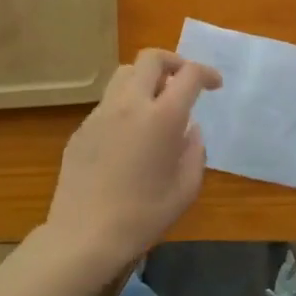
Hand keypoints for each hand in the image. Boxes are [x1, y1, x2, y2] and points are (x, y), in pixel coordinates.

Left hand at [43, 49, 221, 276]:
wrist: (84, 237)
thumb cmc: (143, 216)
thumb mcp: (186, 188)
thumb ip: (194, 151)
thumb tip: (190, 129)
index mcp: (163, 117)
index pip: (189, 74)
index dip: (207, 73)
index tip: (214, 85)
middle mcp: (130, 104)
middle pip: (151, 58)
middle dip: (173, 62)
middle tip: (183, 82)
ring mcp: (101, 114)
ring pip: (125, 74)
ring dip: (146, 78)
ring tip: (156, 103)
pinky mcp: (81, 129)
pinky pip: (108, 102)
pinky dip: (125, 104)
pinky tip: (129, 135)